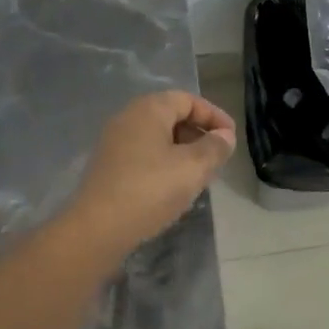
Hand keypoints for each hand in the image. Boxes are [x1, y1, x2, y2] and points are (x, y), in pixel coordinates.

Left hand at [67, 90, 236, 255]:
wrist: (97, 229)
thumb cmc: (150, 189)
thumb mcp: (193, 167)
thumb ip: (215, 147)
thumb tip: (224, 136)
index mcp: (149, 109)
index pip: (188, 100)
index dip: (214, 116)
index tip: (231, 138)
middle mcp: (128, 118)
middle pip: (171, 116)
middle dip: (199, 134)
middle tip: (218, 158)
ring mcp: (114, 143)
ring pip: (158, 138)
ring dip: (183, 152)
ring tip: (200, 176)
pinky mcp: (108, 167)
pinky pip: (144, 155)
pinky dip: (164, 164)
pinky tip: (174, 188)